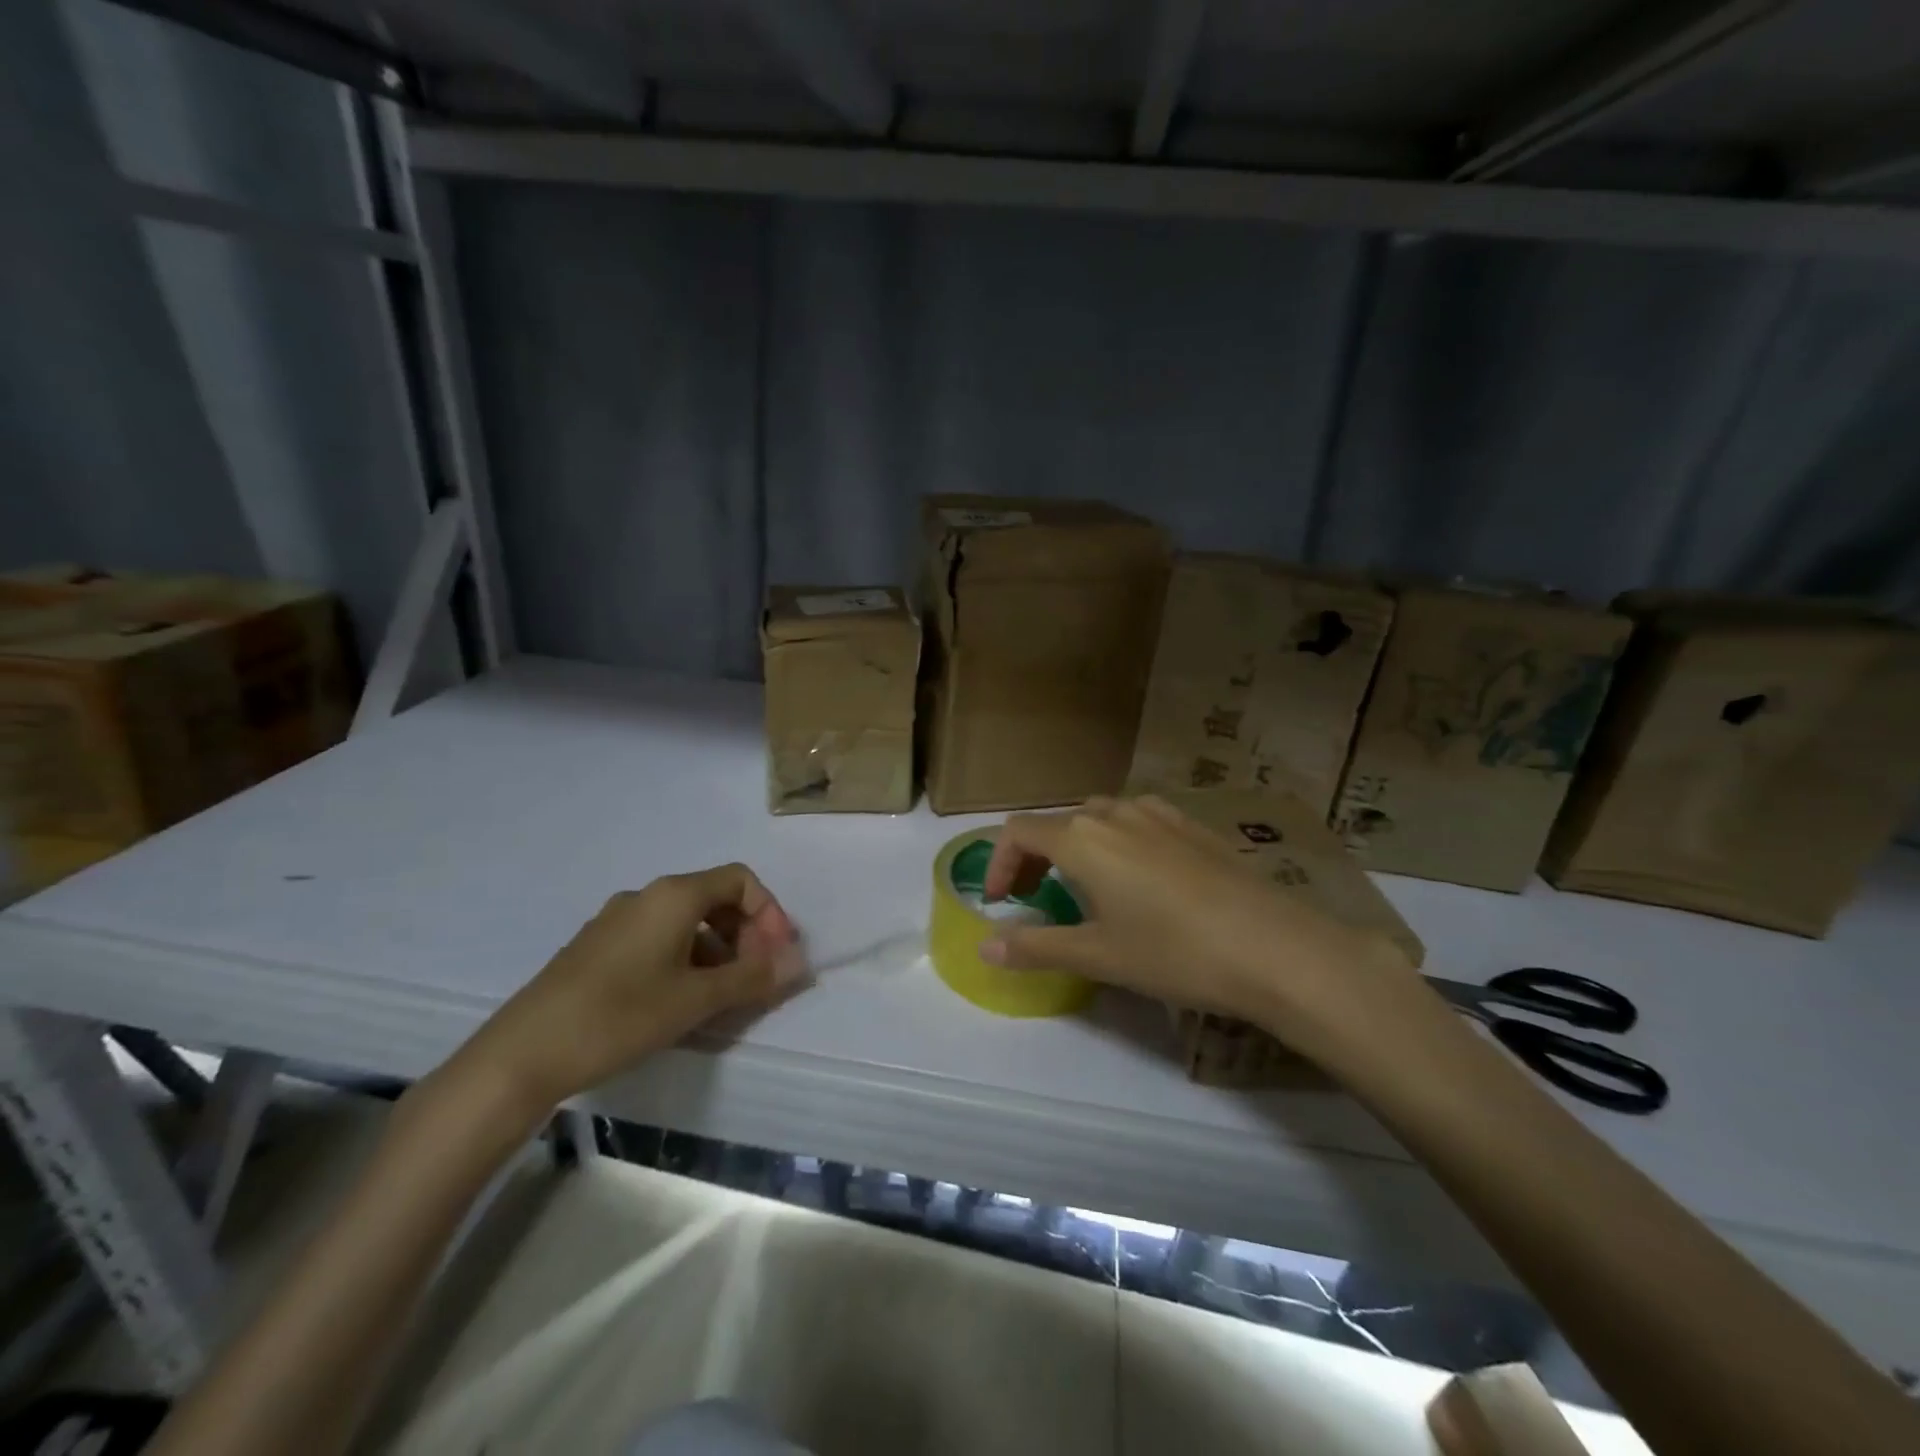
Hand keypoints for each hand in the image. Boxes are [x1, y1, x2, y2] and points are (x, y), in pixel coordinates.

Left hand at [459, 863, 803, 1112]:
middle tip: (753, 978)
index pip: (740, 880)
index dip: (769, 913)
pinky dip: (685, 959)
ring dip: (716, 950)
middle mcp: (645, 896)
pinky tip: (678, 1001)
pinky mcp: (596, 948)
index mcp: (673, 895)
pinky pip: (657, 939)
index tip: (776, 956)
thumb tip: (798, 961)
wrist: (520, 1055)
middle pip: (714, 898)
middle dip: (745, 933)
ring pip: (685, 921)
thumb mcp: (696, 1000)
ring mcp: (616, 921)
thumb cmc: (619, 1016)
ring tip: (721, 996)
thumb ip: (752, 977)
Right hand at [981, 796, 1423, 1063]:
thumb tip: (985, 946)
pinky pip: (1139, 821)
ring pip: (1098, 817)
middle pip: (1056, 822)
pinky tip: (1142, 877)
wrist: (1275, 946)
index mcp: (1082, 838)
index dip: (997, 864)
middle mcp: (1115, 813)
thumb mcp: (1098, 955)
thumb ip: (1036, 946)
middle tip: (1036, 897)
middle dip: (1035, 857)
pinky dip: (1118, 841)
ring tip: (1087, 888)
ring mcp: (1159, 814)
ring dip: (1077, 846)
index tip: (1000, 903)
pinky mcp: (1193, 825)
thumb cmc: (1174, 952)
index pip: (1018, 832)